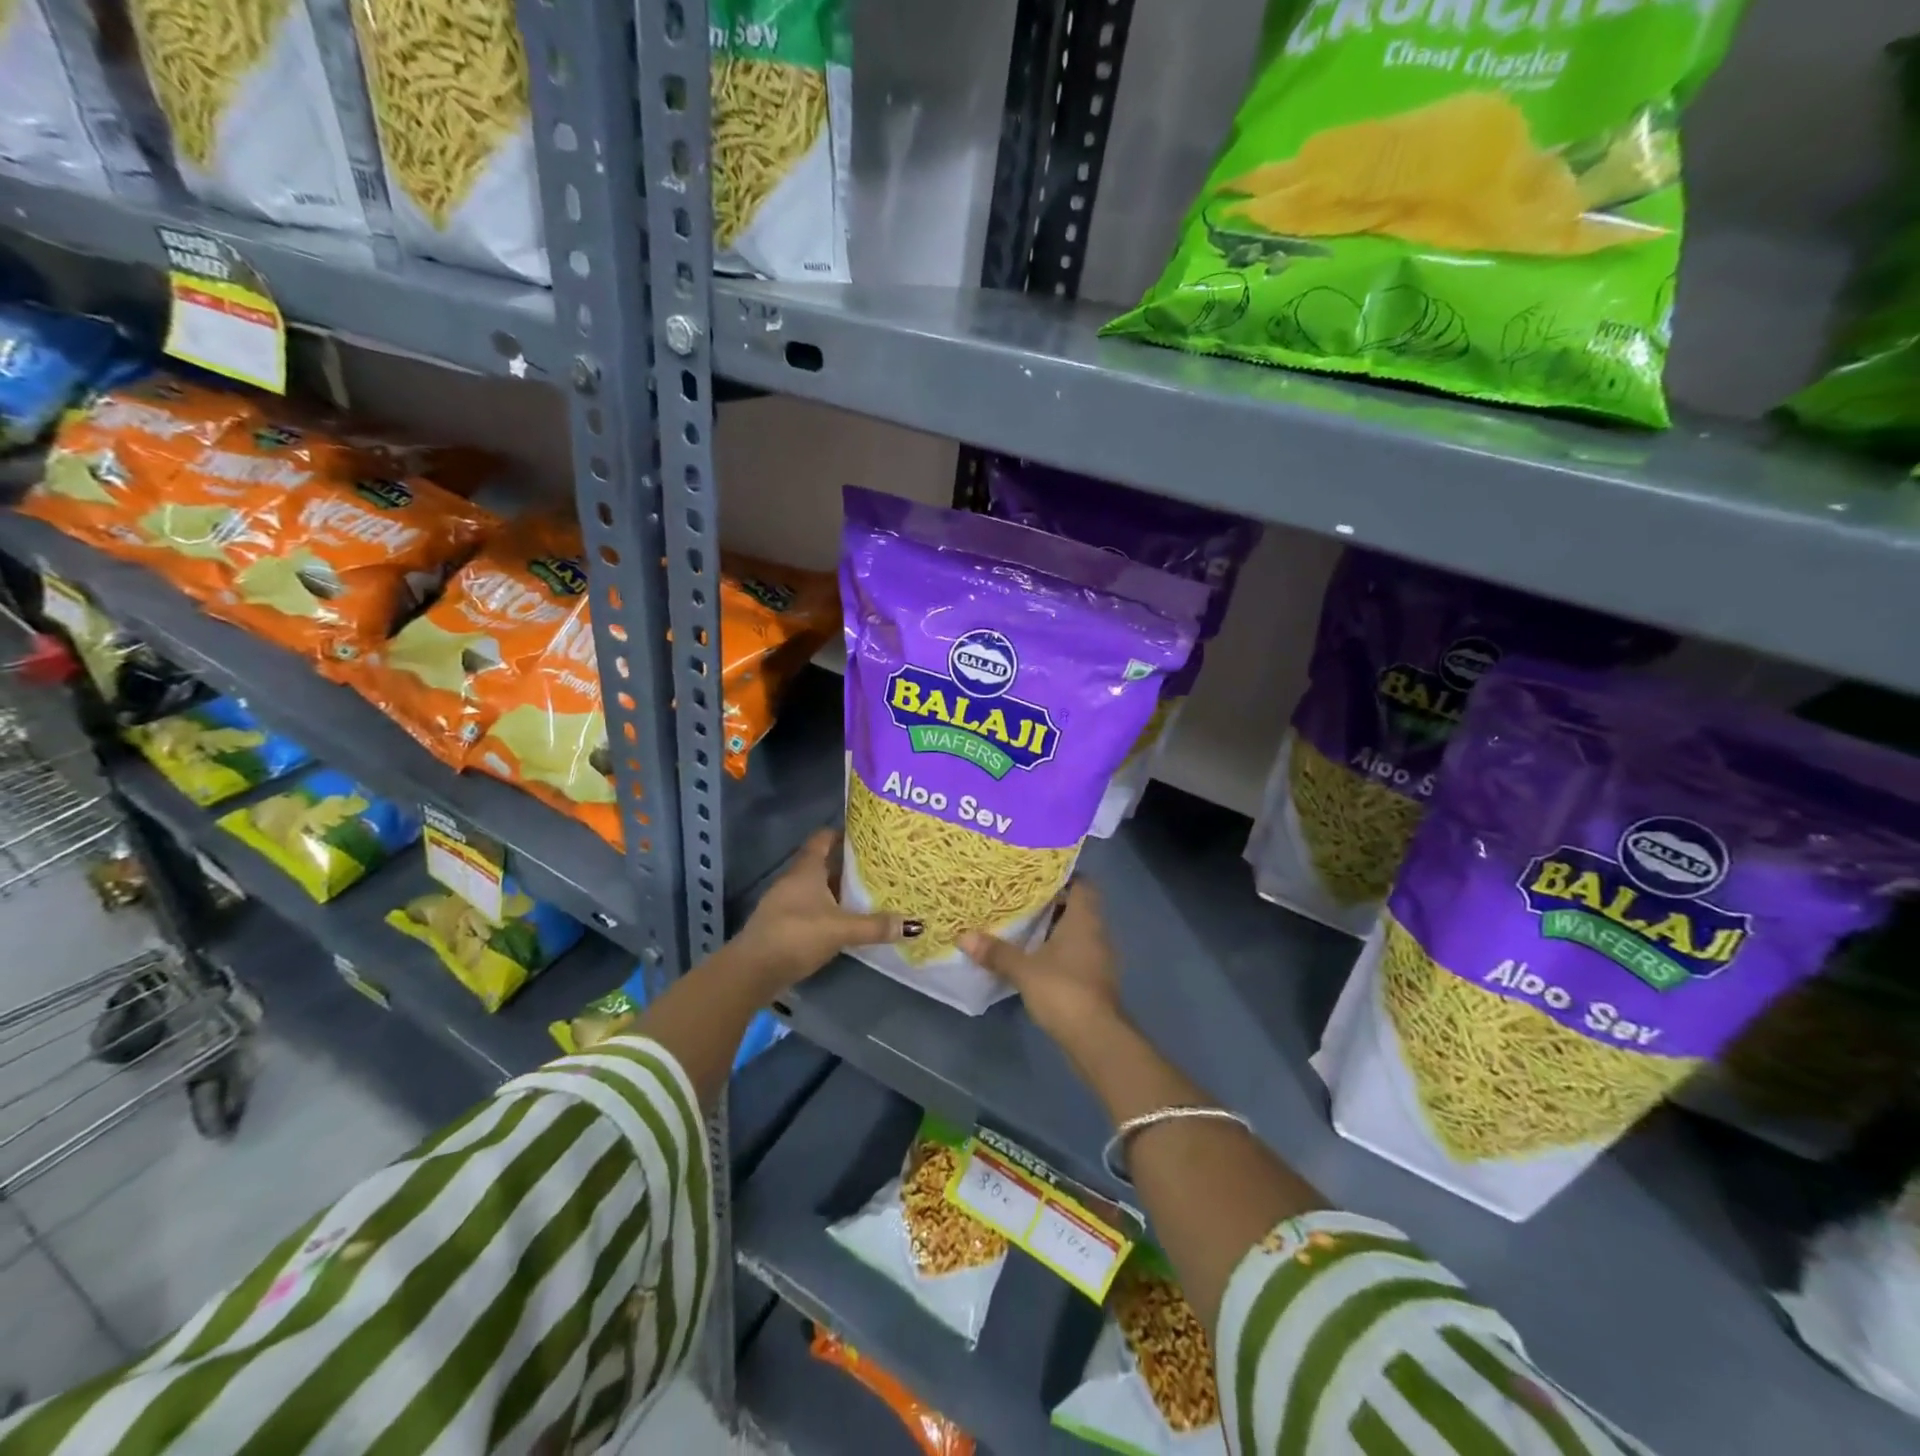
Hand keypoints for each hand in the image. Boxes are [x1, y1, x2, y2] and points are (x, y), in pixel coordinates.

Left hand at [732, 830, 917, 990]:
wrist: (753, 970)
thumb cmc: (796, 935)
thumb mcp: (841, 929)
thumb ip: (875, 926)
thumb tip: (914, 924)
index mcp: (806, 869)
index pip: (824, 838)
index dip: (844, 833)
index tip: (868, 835)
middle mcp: (795, 879)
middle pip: (824, 863)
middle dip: (849, 864)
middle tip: (879, 866)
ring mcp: (787, 902)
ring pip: (819, 887)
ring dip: (840, 890)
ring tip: (871, 892)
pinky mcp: (785, 924)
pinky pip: (813, 908)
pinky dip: (830, 910)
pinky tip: (848, 920)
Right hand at [961, 881, 1121, 1040]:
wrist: (1096, 1038)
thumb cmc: (1063, 990)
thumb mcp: (1023, 969)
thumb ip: (996, 952)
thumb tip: (963, 936)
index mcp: (1084, 919)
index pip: (1082, 884)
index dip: (1063, 877)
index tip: (1036, 876)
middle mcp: (1097, 932)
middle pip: (1078, 907)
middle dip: (1052, 903)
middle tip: (1020, 899)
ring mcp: (1099, 958)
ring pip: (1077, 932)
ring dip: (1054, 929)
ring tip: (1022, 925)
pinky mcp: (1095, 980)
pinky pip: (1076, 953)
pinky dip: (1058, 951)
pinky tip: (1035, 957)